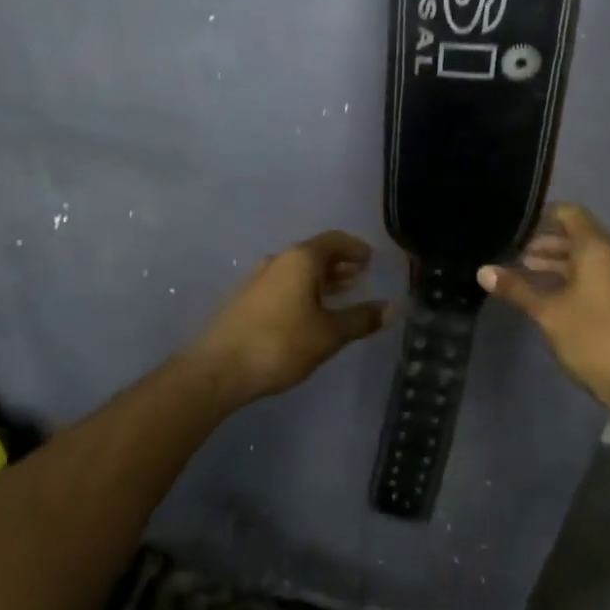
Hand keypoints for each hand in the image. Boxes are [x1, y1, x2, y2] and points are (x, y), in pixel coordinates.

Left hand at [189, 231, 391, 404]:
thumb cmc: (280, 344)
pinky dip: (304, 291)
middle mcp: (279, 260)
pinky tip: (310, 313)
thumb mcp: (329, 334)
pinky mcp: (246, 299)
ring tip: (342, 295)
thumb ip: (361, 319)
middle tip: (362, 277)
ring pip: (298, 270)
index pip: (335, 240)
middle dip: (340, 264)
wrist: (218, 368)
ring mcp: (259, 278)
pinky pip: (284, 284)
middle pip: (315, 253)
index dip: (356, 248)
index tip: (372, 260)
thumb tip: (392, 307)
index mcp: (301, 259)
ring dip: (321, 279)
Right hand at [477, 204, 609, 415]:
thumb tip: (483, 271)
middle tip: (516, 256)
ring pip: (589, 258)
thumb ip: (516, 288)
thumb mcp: (547, 313)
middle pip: (580, 236)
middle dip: (547, 243)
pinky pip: (600, 276)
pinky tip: (554, 297)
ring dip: (560, 262)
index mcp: (598, 250)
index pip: (571, 214)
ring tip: (529, 275)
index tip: (518, 229)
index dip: (543, 216)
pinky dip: (576, 278)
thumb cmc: (592, 340)